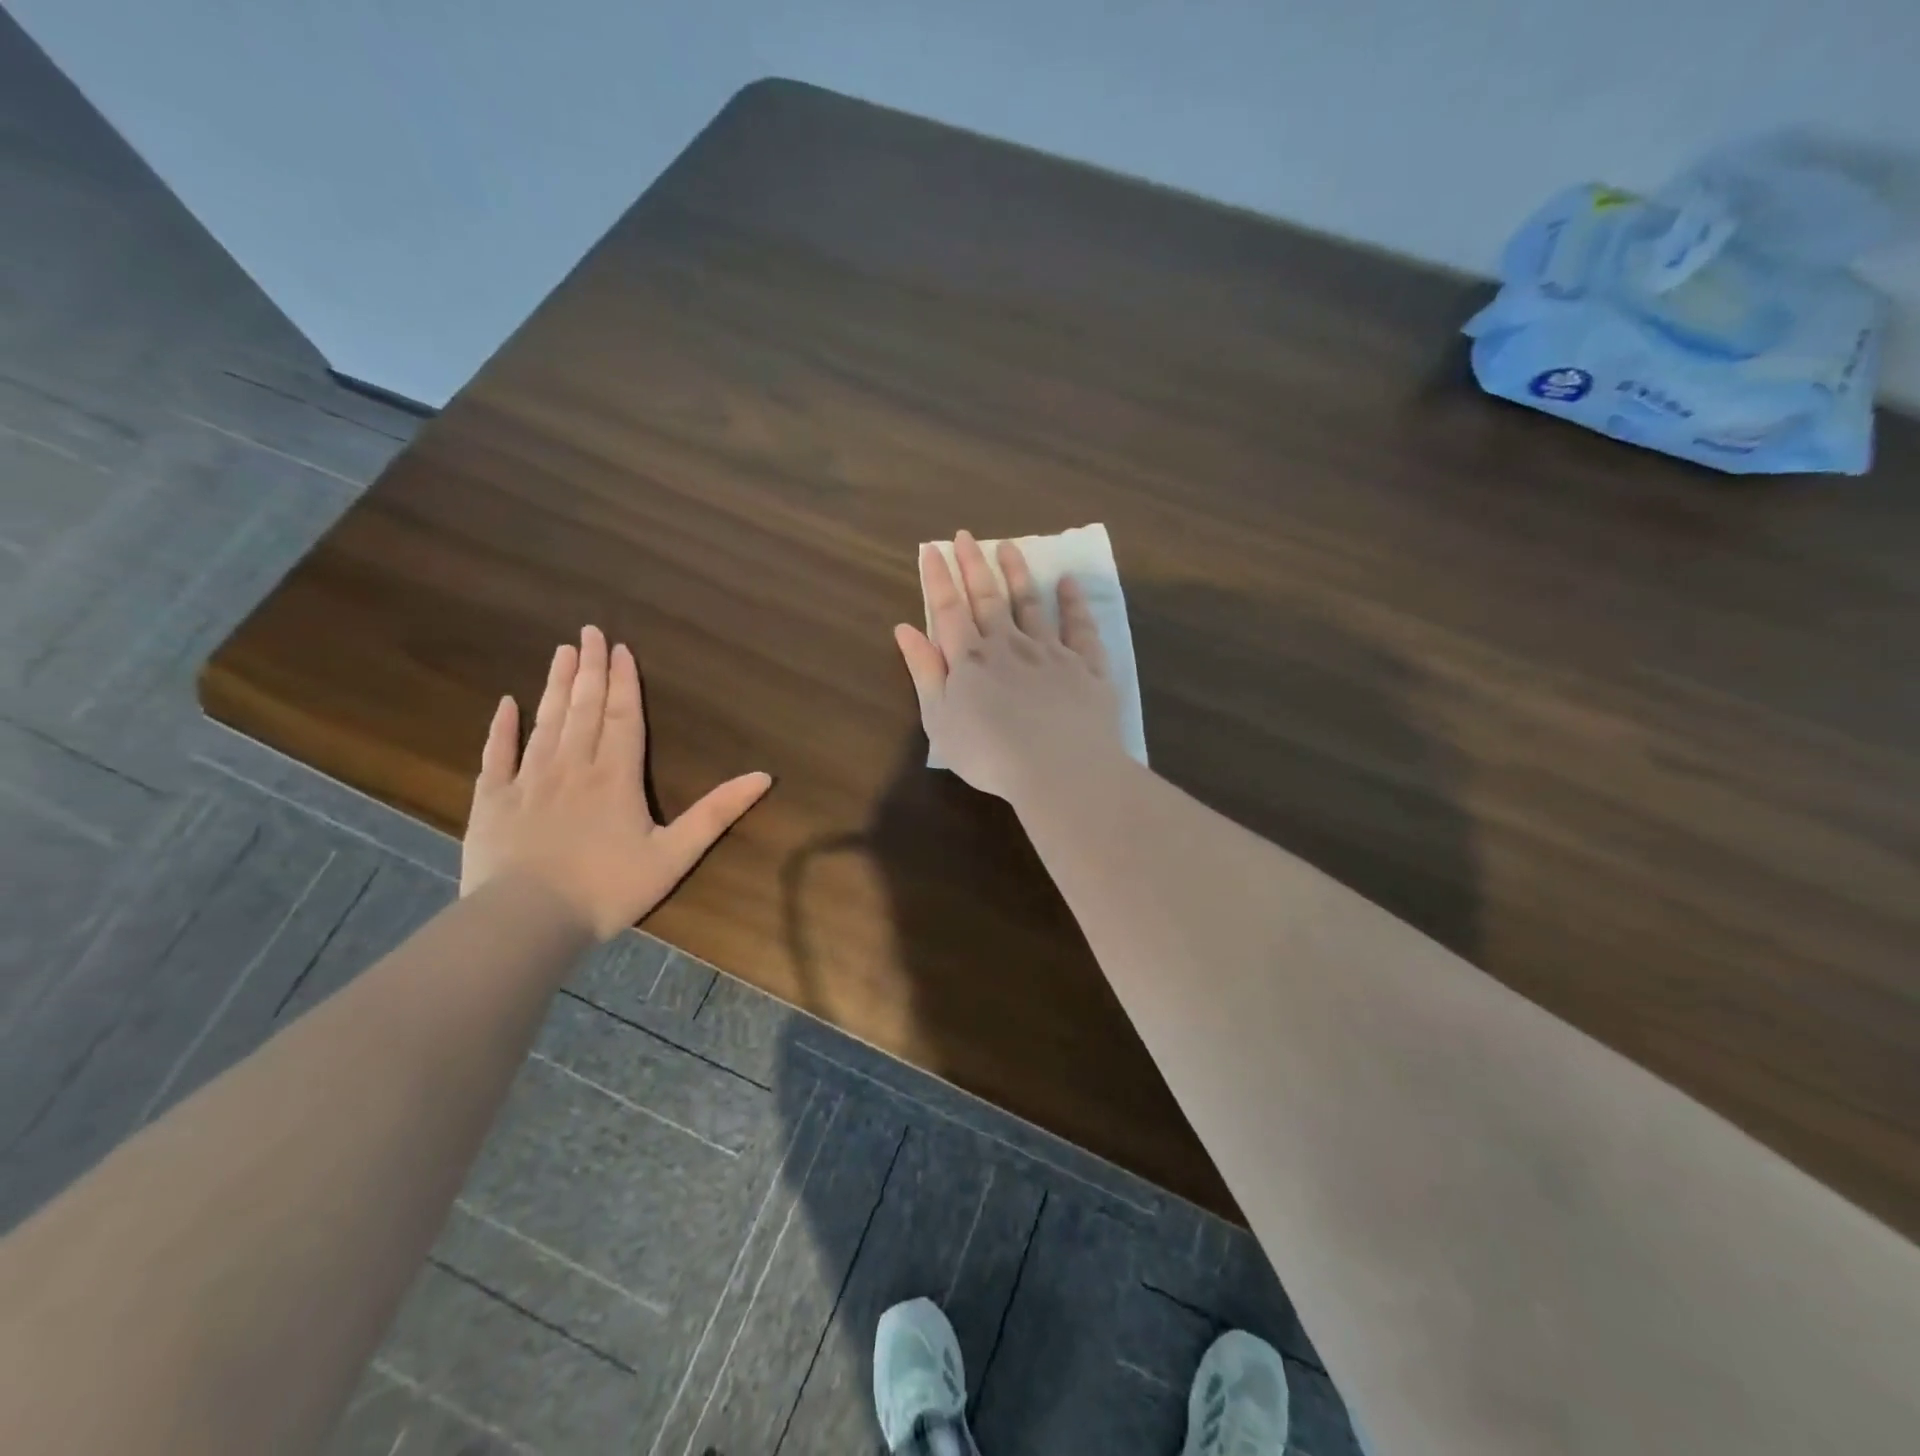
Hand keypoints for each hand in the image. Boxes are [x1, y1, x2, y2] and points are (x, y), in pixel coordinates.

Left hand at [460, 626, 771, 940]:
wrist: (527, 921)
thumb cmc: (608, 888)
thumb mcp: (676, 854)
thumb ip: (717, 812)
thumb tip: (763, 776)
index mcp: (615, 776)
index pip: (623, 717)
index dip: (624, 681)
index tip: (621, 648)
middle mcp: (572, 766)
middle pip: (584, 708)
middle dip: (590, 668)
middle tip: (589, 631)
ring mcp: (527, 780)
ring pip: (546, 722)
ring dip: (556, 685)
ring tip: (561, 652)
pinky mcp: (492, 801)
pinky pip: (496, 755)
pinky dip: (502, 728)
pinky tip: (507, 703)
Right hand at [894, 530, 1122, 801]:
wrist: (1059, 768)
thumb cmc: (989, 754)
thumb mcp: (940, 720)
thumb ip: (924, 672)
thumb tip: (905, 629)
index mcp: (970, 660)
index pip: (949, 610)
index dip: (939, 579)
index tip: (933, 549)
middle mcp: (1009, 645)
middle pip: (988, 599)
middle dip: (974, 565)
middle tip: (967, 536)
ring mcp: (1051, 652)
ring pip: (1030, 604)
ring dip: (1018, 574)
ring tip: (1009, 547)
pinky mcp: (1087, 666)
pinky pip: (1080, 627)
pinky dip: (1073, 602)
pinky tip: (1067, 583)